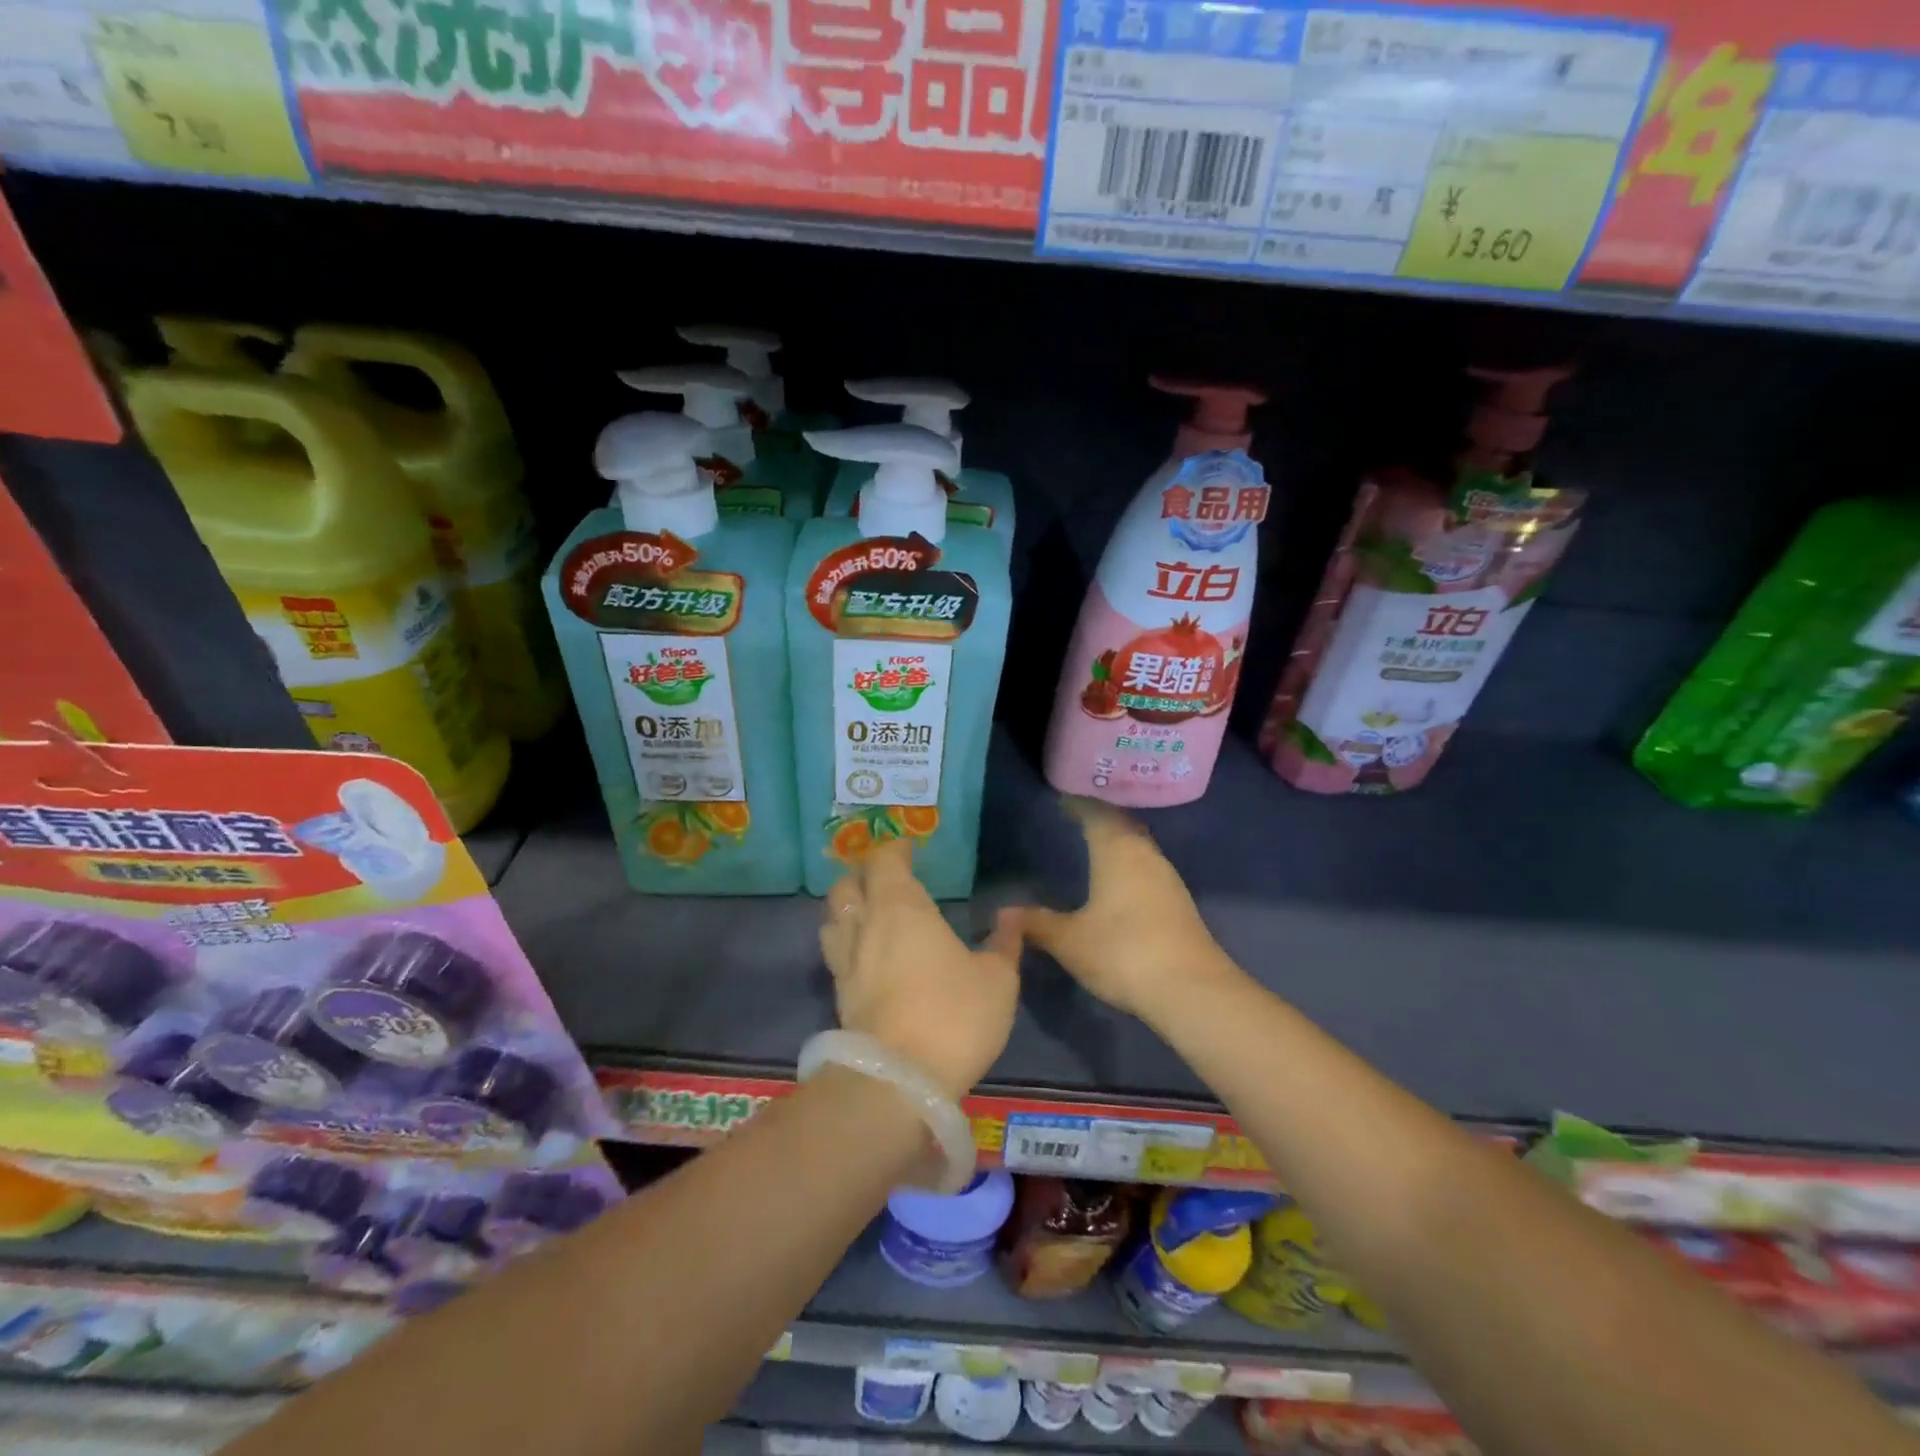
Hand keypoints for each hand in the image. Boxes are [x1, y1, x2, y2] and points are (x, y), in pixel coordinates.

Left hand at [820, 839, 1021, 1098]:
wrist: (897, 1082)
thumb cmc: (953, 1016)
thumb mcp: (997, 979)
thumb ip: (1004, 942)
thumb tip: (1012, 915)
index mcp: (901, 906)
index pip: (884, 859)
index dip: (894, 849)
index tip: (908, 849)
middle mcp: (864, 925)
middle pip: (847, 884)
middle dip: (863, 874)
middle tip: (886, 878)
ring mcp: (845, 961)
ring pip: (833, 917)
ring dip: (847, 907)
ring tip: (868, 913)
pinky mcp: (838, 995)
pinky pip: (835, 953)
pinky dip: (846, 942)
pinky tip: (866, 956)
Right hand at [1013, 796, 1239, 1021]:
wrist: (1191, 990)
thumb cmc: (1123, 953)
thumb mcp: (1070, 941)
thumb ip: (1037, 923)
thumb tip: (1004, 912)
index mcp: (1117, 852)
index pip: (1096, 814)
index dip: (1078, 805)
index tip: (1062, 800)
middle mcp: (1145, 855)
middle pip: (1122, 824)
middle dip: (1101, 817)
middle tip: (1078, 816)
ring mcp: (1167, 879)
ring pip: (1139, 845)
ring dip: (1119, 839)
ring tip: (1096, 843)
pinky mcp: (1179, 903)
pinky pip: (1149, 866)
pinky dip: (1131, 862)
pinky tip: (1121, 880)